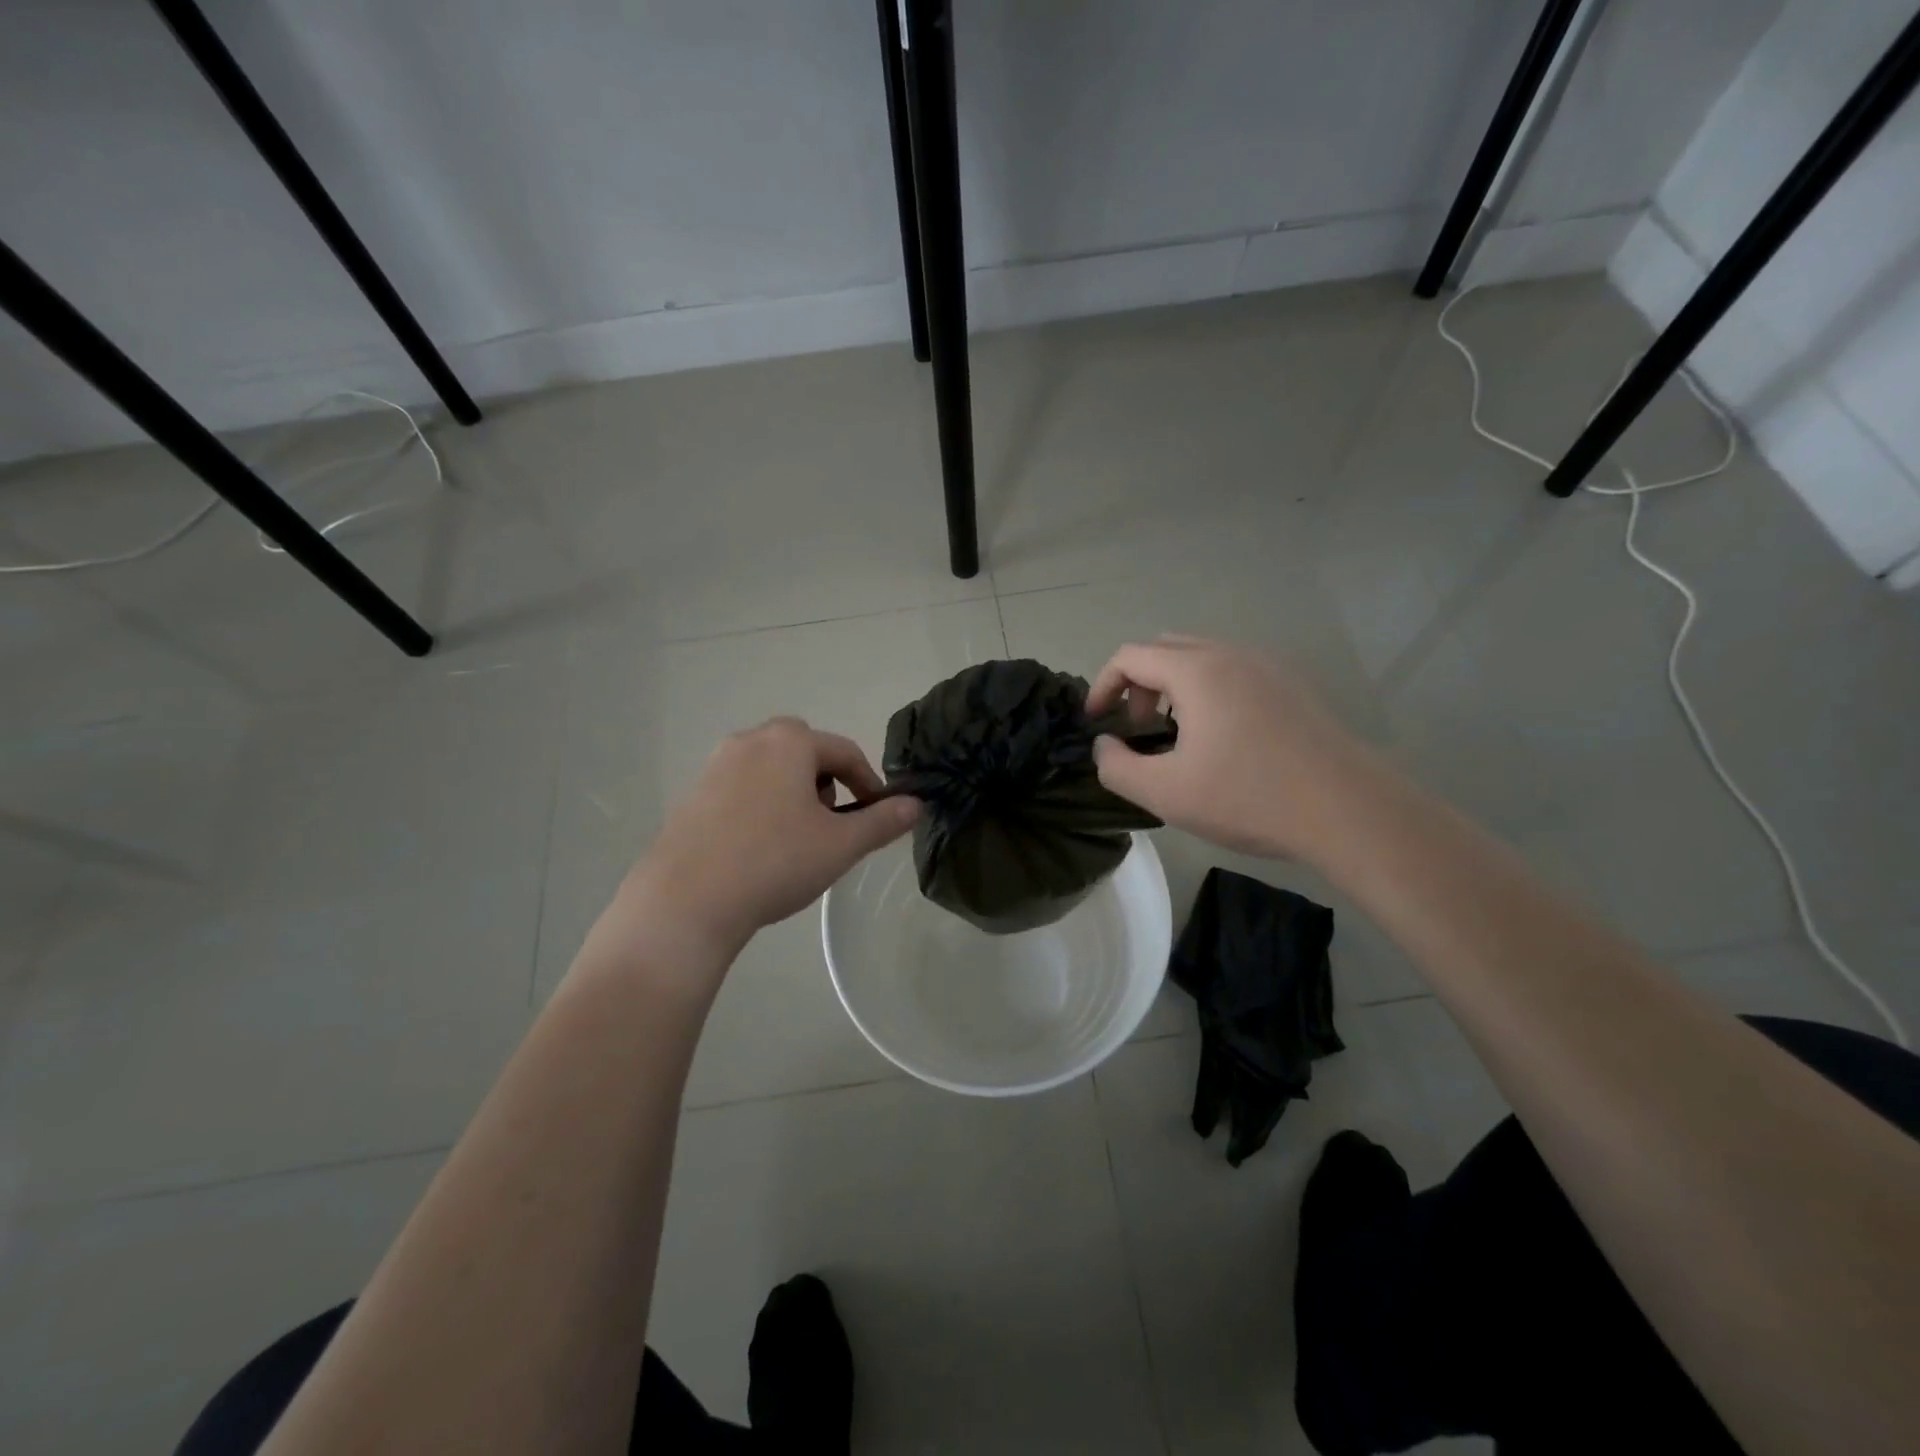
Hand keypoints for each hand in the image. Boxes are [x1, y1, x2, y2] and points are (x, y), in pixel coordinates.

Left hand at [603, 718, 919, 974]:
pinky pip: (741, 787)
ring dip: (793, 791)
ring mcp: (715, 766)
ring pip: (770, 767)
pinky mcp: (692, 794)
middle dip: (827, 780)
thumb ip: (882, 821)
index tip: (879, 814)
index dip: (869, 782)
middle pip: (803, 750)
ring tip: (797, 836)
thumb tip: (916, 805)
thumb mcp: (840, 845)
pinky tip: (758, 847)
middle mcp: (750, 741)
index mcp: (789, 742)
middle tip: (832, 821)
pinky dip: (761, 804)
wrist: (686, 901)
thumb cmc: (774, 862)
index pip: (844, 751)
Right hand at [1087, 636, 1379, 862]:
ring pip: (1202, 658)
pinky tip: (1222, 740)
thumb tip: (1104, 746)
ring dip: (1173, 687)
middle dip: (1138, 683)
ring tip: (1177, 736)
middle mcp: (1231, 655)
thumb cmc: (1249, 797)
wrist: (1349, 811)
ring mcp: (1268, 668)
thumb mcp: (1165, 793)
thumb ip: (1117, 767)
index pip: (1130, 656)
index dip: (1102, 686)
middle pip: (1165, 648)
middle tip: (1139, 728)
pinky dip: (1208, 691)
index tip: (1098, 723)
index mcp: (1197, 671)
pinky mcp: (1292, 688)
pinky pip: (1234, 672)